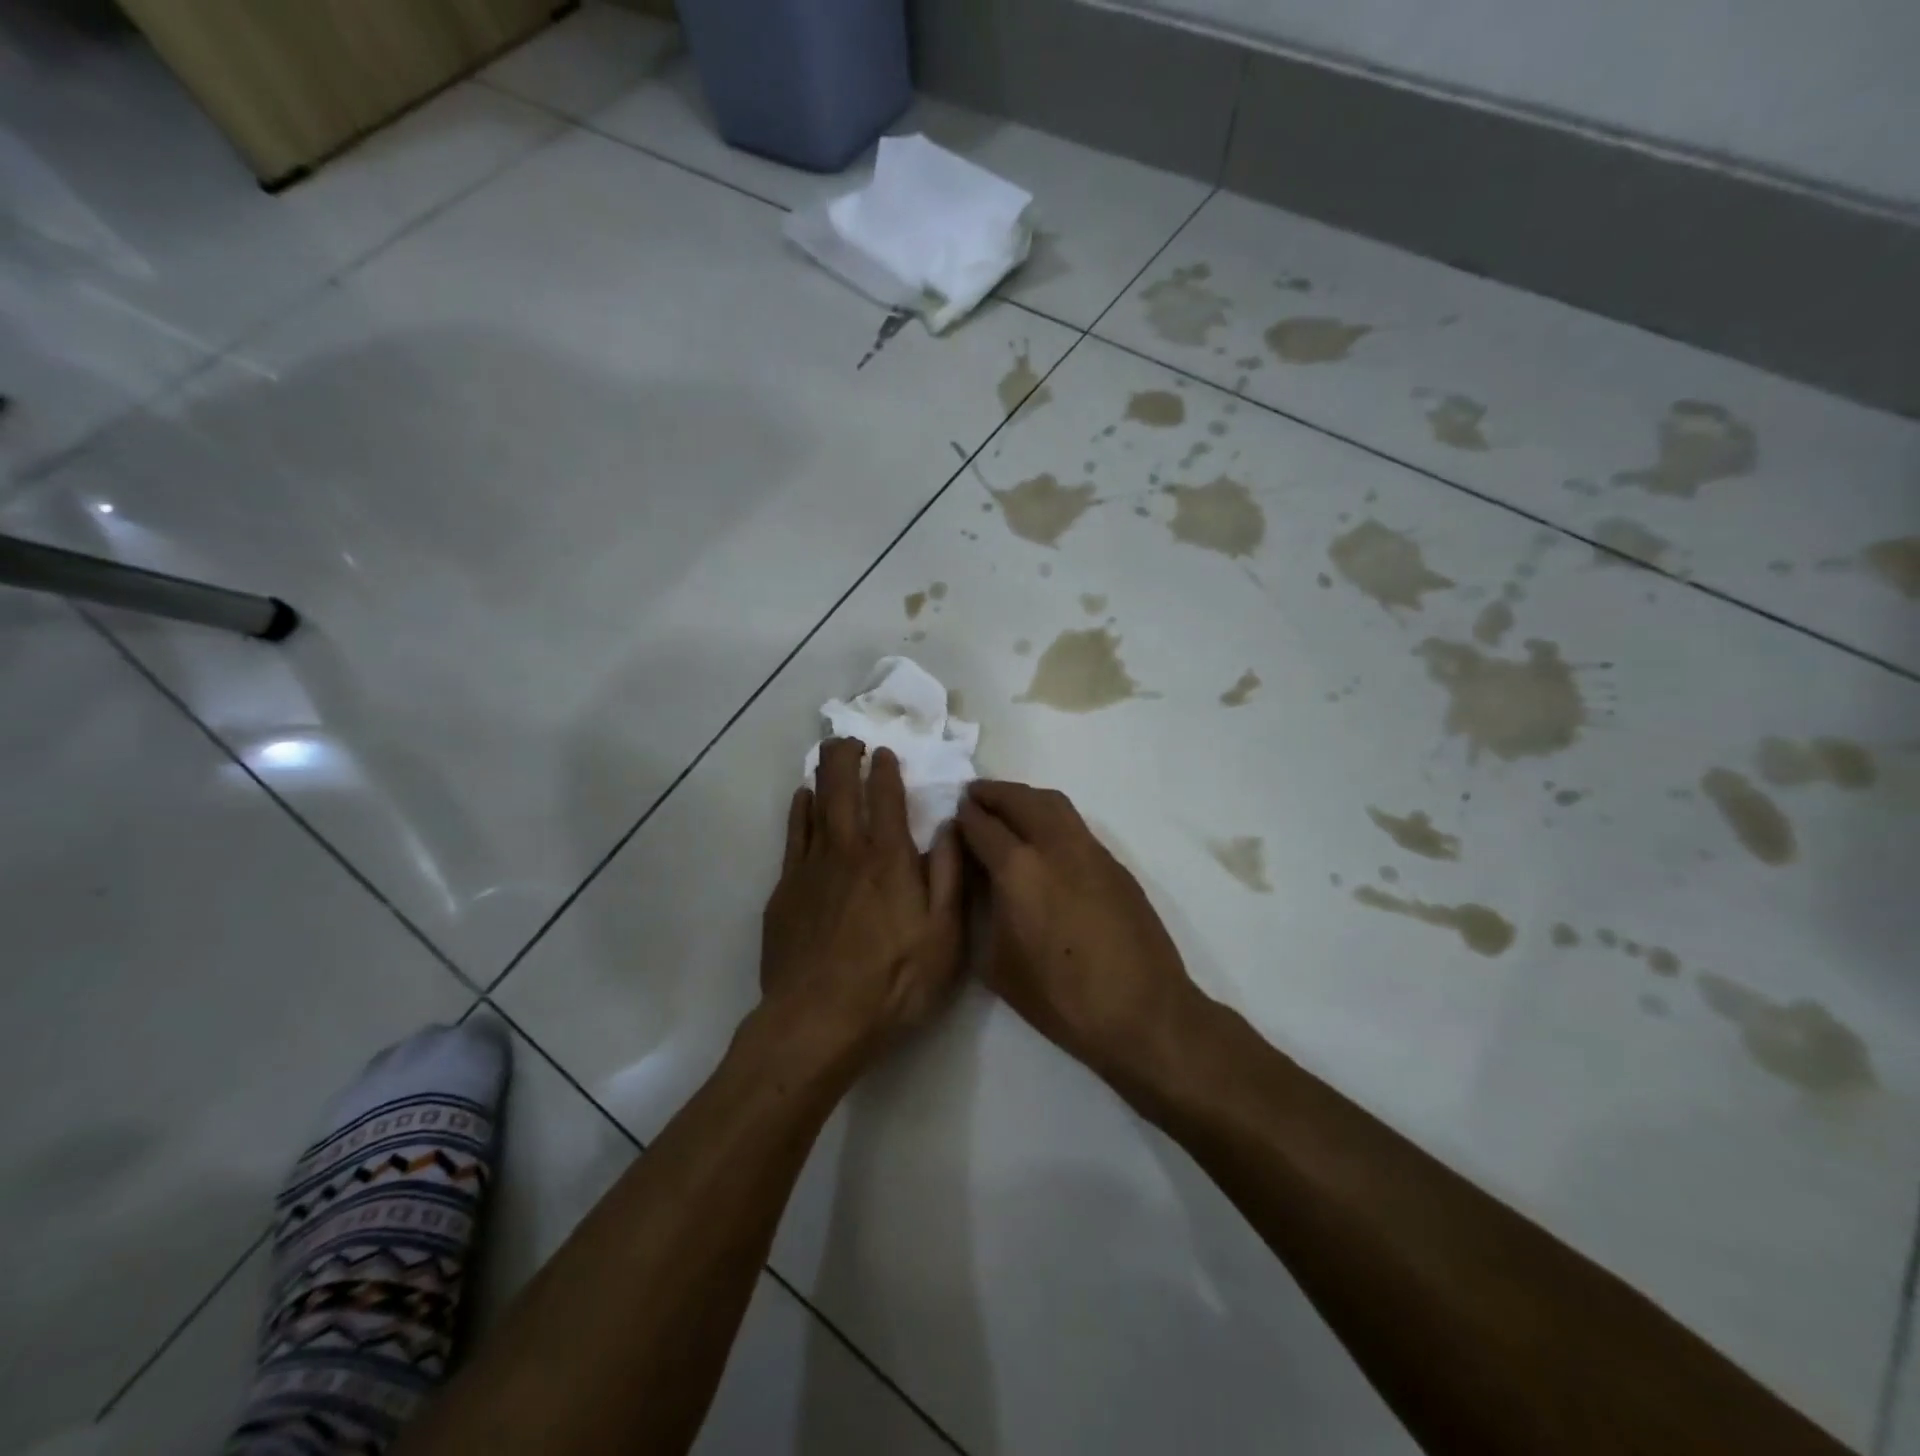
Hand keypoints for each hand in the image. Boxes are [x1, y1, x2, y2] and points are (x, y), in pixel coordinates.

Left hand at [760, 740, 965, 1061]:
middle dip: (845, 759)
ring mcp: (810, 870)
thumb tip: (949, 826)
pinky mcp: (785, 892)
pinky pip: (793, 837)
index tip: (884, 752)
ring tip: (825, 757)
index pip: (886, 799)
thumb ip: (948, 875)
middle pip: (842, 791)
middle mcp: (847, 852)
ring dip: (822, 777)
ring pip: (814, 807)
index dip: (885, 771)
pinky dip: (798, 812)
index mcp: (889, 859)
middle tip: (848, 739)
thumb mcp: (944, 935)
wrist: (818, 1021)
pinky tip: (801, 802)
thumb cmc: (893, 982)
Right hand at [955, 781, 1208, 1089]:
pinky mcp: (1114, 864)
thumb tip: (980, 883)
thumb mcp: (998, 965)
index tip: (954, 814)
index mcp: (1019, 869)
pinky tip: (1044, 839)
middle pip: (1020, 799)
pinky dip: (1051, 817)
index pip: (983, 826)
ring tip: (1008, 808)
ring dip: (1025, 798)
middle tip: (974, 796)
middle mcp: (1055, 846)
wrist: (1142, 1011)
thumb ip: (983, 913)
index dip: (964, 817)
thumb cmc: (1061, 997)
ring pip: (1054, 804)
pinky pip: (1075, 825)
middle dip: (993, 793)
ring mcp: (1090, 851)